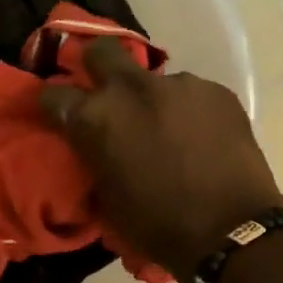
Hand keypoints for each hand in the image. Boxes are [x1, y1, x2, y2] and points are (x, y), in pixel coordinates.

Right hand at [42, 40, 282, 282]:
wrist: (230, 231)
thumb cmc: (157, 225)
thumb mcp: (106, 198)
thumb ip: (94, 158)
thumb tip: (94, 146)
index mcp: (96, 118)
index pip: (54, 95)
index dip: (52, 105)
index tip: (57, 115)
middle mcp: (133, 88)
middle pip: (101, 51)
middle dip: (95, 65)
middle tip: (102, 89)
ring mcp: (179, 84)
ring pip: (153, 78)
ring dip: (150, 98)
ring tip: (166, 129)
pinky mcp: (215, 90)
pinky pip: (190, 93)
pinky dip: (186, 111)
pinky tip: (198, 137)